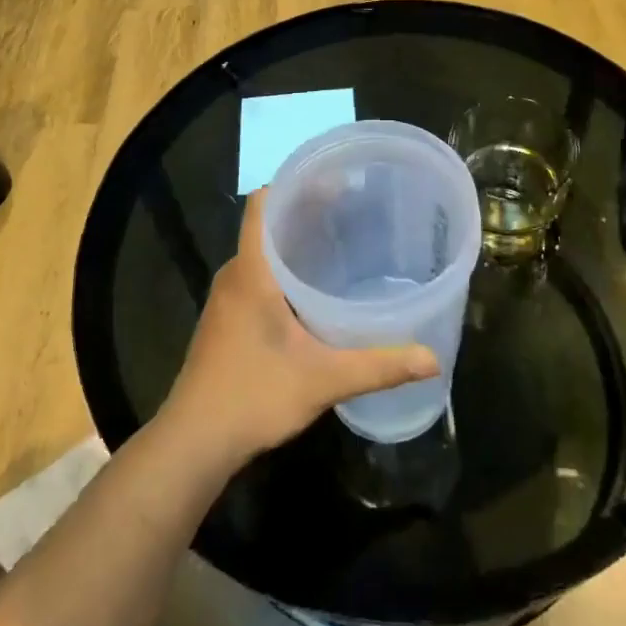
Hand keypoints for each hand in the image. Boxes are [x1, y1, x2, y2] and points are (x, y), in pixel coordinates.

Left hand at [165, 190, 439, 461]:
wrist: (193, 443)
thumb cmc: (253, 397)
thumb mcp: (323, 380)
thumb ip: (378, 366)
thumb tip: (432, 360)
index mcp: (251, 271)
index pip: (264, 203)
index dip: (296, 184)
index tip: (336, 182)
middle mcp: (235, 275)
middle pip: (267, 224)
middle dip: (307, 212)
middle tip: (354, 210)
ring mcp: (227, 299)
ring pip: (262, 252)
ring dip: (296, 242)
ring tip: (342, 242)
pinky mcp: (227, 320)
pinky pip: (258, 276)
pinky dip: (285, 269)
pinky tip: (315, 289)